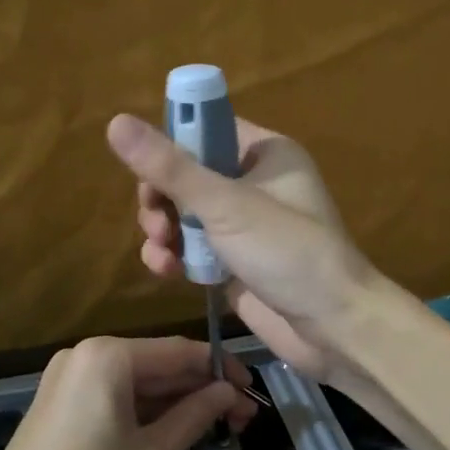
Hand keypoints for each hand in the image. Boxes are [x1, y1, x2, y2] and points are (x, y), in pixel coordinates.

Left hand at [0, 336, 253, 449]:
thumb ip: (196, 415)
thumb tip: (228, 392)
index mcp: (108, 355)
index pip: (180, 352)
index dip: (221, 369)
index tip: (254, 391)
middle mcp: (86, 355)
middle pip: (158, 365)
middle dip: (201, 389)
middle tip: (243, 418)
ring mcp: (68, 379)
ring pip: (137, 383)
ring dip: (177, 402)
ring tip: (219, 427)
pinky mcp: (59, 405)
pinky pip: (114, 397)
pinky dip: (147, 412)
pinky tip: (175, 429)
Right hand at [106, 113, 378, 385]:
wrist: (333, 327)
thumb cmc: (287, 251)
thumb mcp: (224, 204)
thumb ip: (169, 168)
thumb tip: (115, 121)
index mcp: (265, 153)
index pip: (207, 130)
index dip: (172, 143)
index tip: (146, 168)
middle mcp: (255, 182)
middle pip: (189, 174)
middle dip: (162, 197)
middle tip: (155, 220)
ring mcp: (245, 225)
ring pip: (185, 213)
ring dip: (164, 229)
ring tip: (162, 250)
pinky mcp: (235, 261)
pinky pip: (193, 247)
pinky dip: (175, 255)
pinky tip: (165, 271)